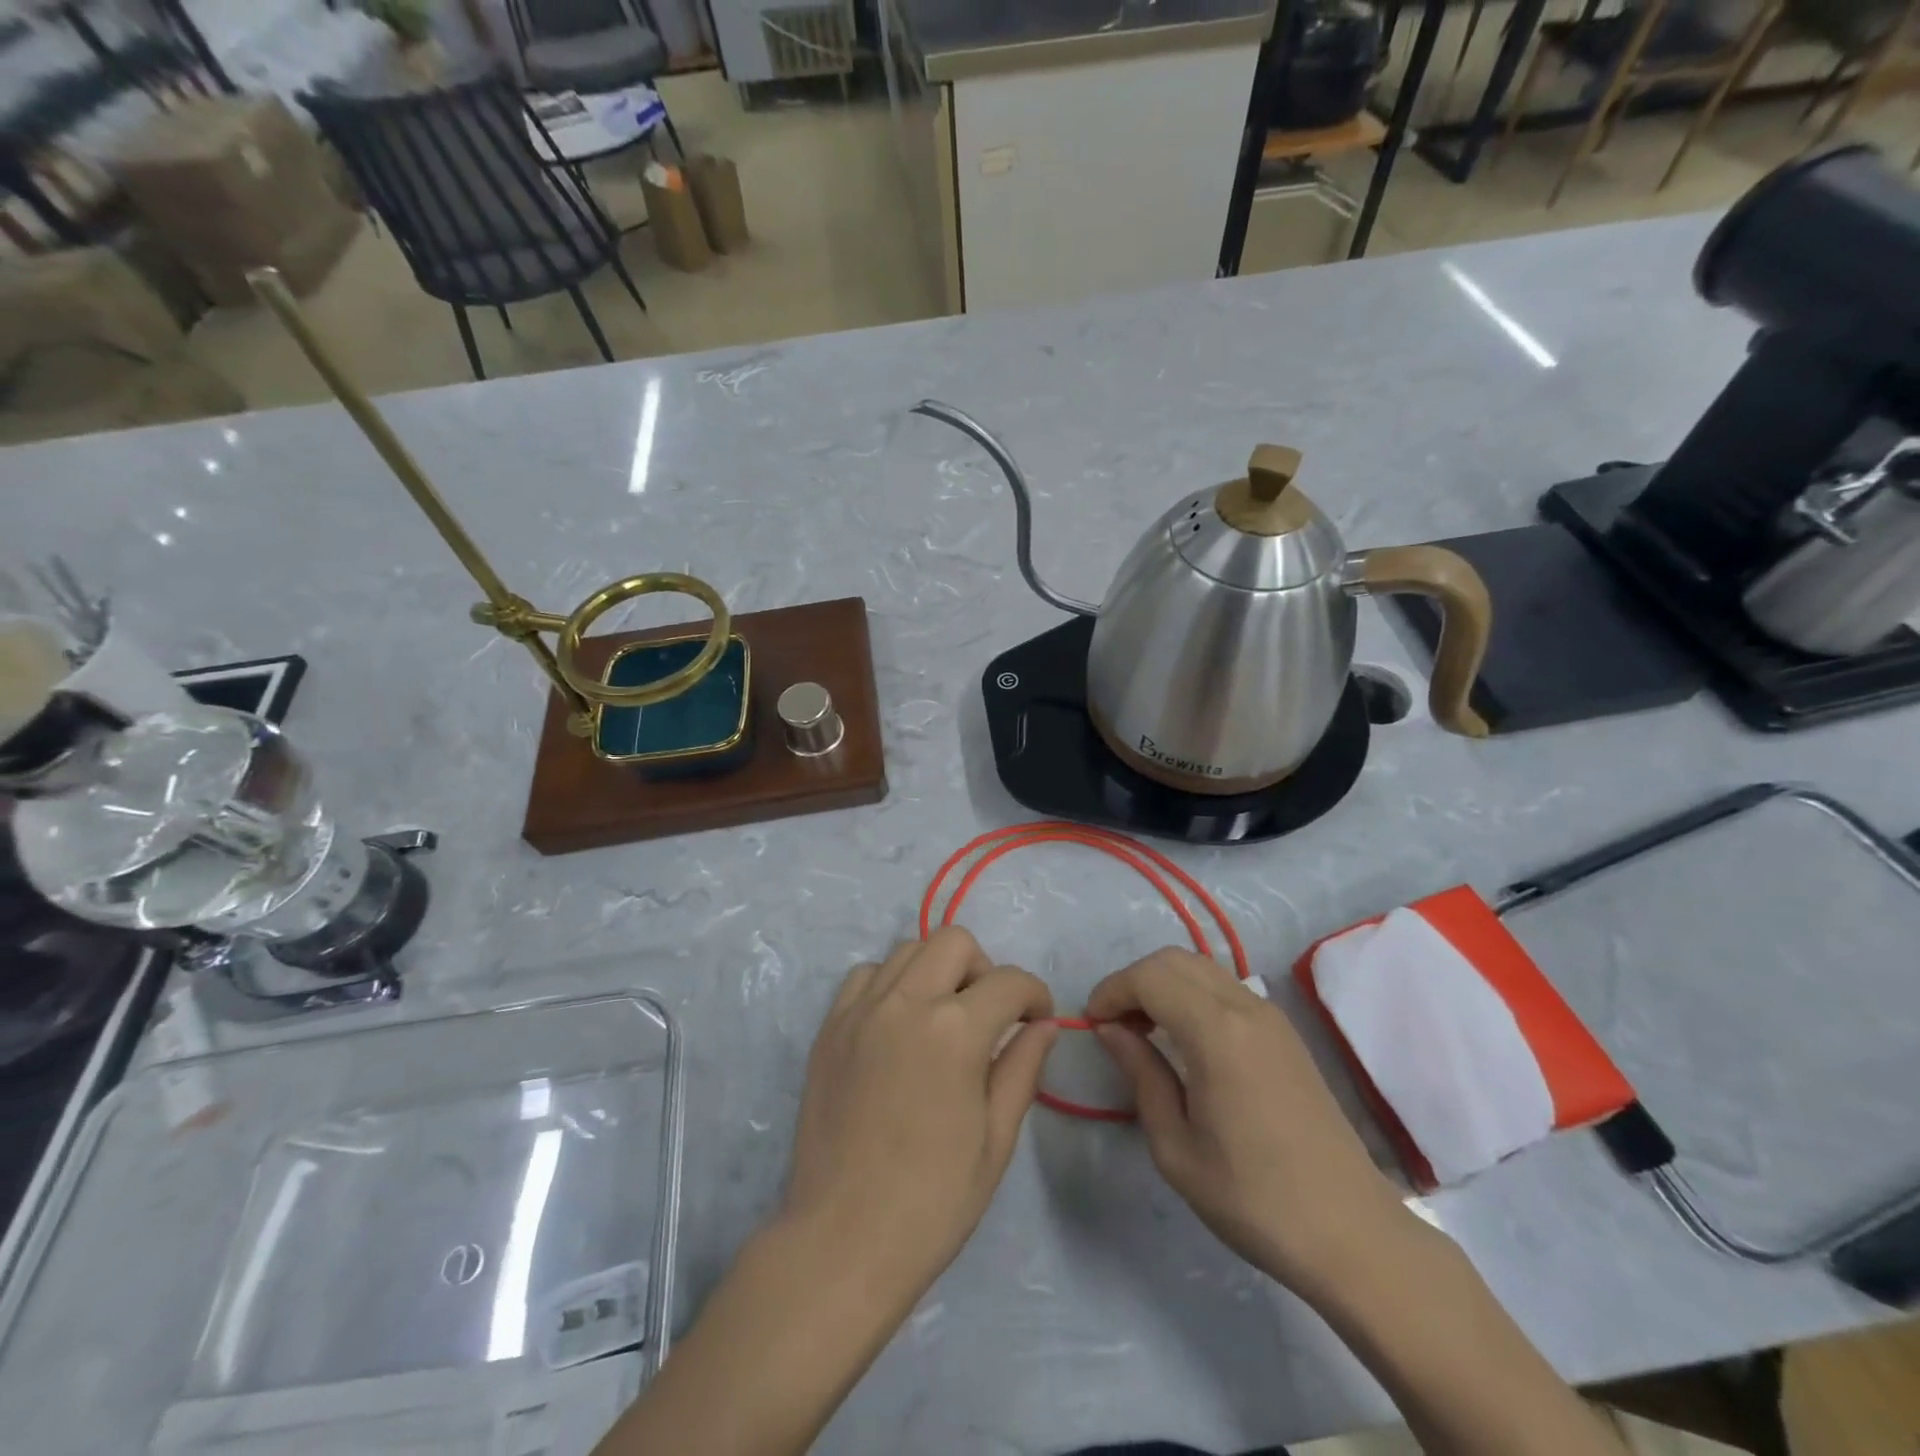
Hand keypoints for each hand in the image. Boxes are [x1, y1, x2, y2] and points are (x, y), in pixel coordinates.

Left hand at [782, 927, 1057, 1309]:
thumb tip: (1044, 1025)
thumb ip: (1022, 1068)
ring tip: (942, 1017)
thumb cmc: (932, 1201)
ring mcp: (861, 1010)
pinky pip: (865, 975)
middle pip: (955, 942)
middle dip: (985, 968)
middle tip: (989, 1015)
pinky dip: (890, 983)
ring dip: (937, 970)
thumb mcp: (996, 1139)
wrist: (842, 1241)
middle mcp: (906, 1002)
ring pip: (908, 949)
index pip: (1009, 982)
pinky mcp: (830, 1026)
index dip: (1035, 995)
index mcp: (955, 1031)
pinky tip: (898, 1024)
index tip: (1038, 1020)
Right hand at [1086, 948, 1411, 1300]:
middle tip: (1114, 1026)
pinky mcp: (1285, 1033)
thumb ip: (1140, 1074)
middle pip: (1174, 959)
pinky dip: (1191, 994)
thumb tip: (1109, 1030)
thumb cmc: (1253, 1199)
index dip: (1111, 991)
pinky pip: (1225, 988)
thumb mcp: (1176, 1147)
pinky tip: (1184, 1039)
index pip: (1149, 977)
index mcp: (1217, 1032)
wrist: (1351, 1233)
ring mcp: (1271, 1016)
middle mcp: (1246, 1007)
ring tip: (1144, 1031)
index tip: (1091, 1025)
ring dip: (1163, 984)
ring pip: (1201, 967)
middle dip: (1134, 981)